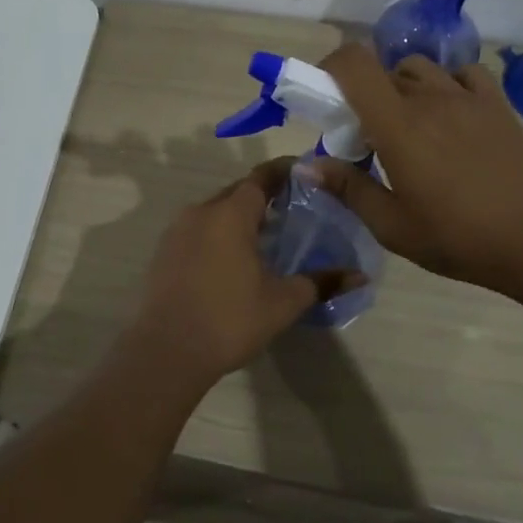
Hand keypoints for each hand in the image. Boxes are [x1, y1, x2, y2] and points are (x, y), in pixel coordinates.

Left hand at [121, 160, 361, 387]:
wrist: (166, 351)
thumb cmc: (229, 319)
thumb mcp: (283, 302)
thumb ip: (321, 282)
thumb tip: (359, 276)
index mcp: (231, 214)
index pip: (261, 177)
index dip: (284, 171)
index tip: (305, 173)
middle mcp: (201, 212)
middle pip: (237, 192)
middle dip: (263, 195)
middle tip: (291, 209)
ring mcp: (177, 230)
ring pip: (215, 210)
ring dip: (239, 215)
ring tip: (264, 235)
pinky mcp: (163, 251)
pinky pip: (197, 229)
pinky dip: (218, 232)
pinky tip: (231, 258)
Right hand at [313, 44, 522, 301]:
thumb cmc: (457, 238)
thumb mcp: (391, 225)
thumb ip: (347, 188)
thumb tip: (305, 167)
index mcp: (397, 125)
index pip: (354, 65)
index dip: (331, 67)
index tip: (325, 95)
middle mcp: (429, 98)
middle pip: (384, 71)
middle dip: (365, 95)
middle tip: (368, 136)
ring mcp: (467, 97)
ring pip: (420, 69)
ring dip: (402, 87)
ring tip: (408, 124)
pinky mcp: (496, 103)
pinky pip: (462, 74)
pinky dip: (446, 83)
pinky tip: (449, 113)